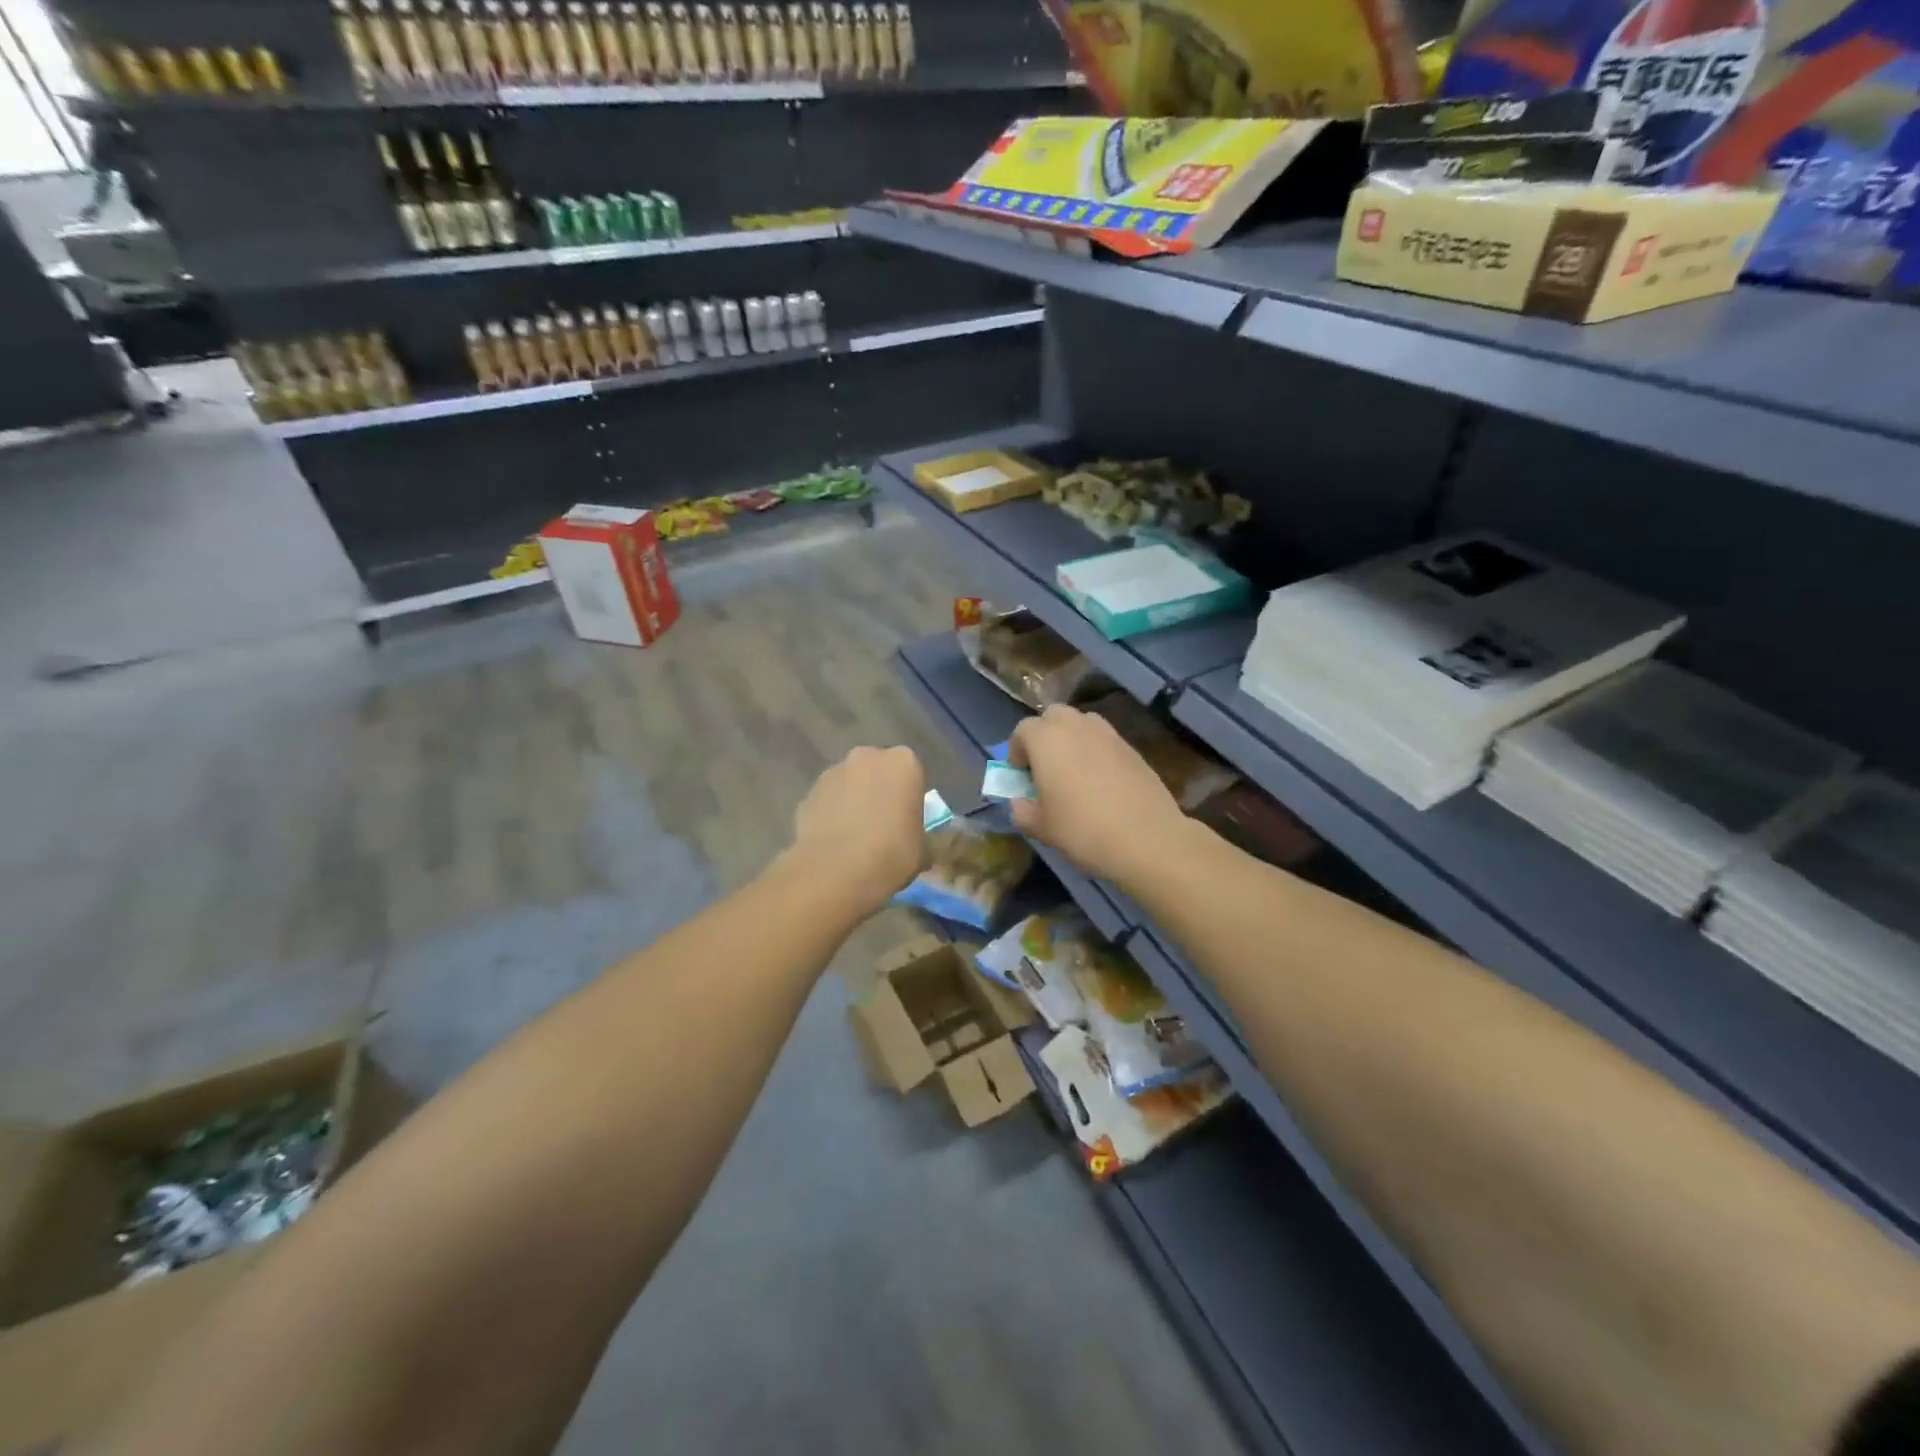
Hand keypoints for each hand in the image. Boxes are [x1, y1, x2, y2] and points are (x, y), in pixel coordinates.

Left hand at [786, 745, 926, 915]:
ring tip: (854, 836)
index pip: (911, 773)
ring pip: (849, 783)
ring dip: (853, 800)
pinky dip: (831, 813)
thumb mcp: (923, 849)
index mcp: (903, 762)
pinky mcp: (808, 792)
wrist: (836, 871)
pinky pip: (827, 800)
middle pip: (877, 770)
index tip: (907, 819)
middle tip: (882, 824)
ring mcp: (833, 771)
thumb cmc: (892, 854)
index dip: (909, 797)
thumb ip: (920, 835)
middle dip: (879, 790)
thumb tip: (917, 841)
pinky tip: (834, 842)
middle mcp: (867, 756)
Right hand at [1007, 704, 1188, 887]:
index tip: (1021, 776)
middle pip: (1053, 716)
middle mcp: (1076, 726)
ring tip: (1074, 771)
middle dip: (1044, 735)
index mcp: (1046, 740)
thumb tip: (1020, 803)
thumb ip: (1022, 811)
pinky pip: (1105, 740)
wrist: (1146, 838)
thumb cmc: (1082, 830)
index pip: (1022, 730)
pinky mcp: (1132, 747)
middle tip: (1045, 767)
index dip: (1017, 751)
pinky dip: (1096, 751)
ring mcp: (1108, 734)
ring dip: (1071, 738)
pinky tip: (1101, 782)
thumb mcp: (1041, 827)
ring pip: (1081, 723)